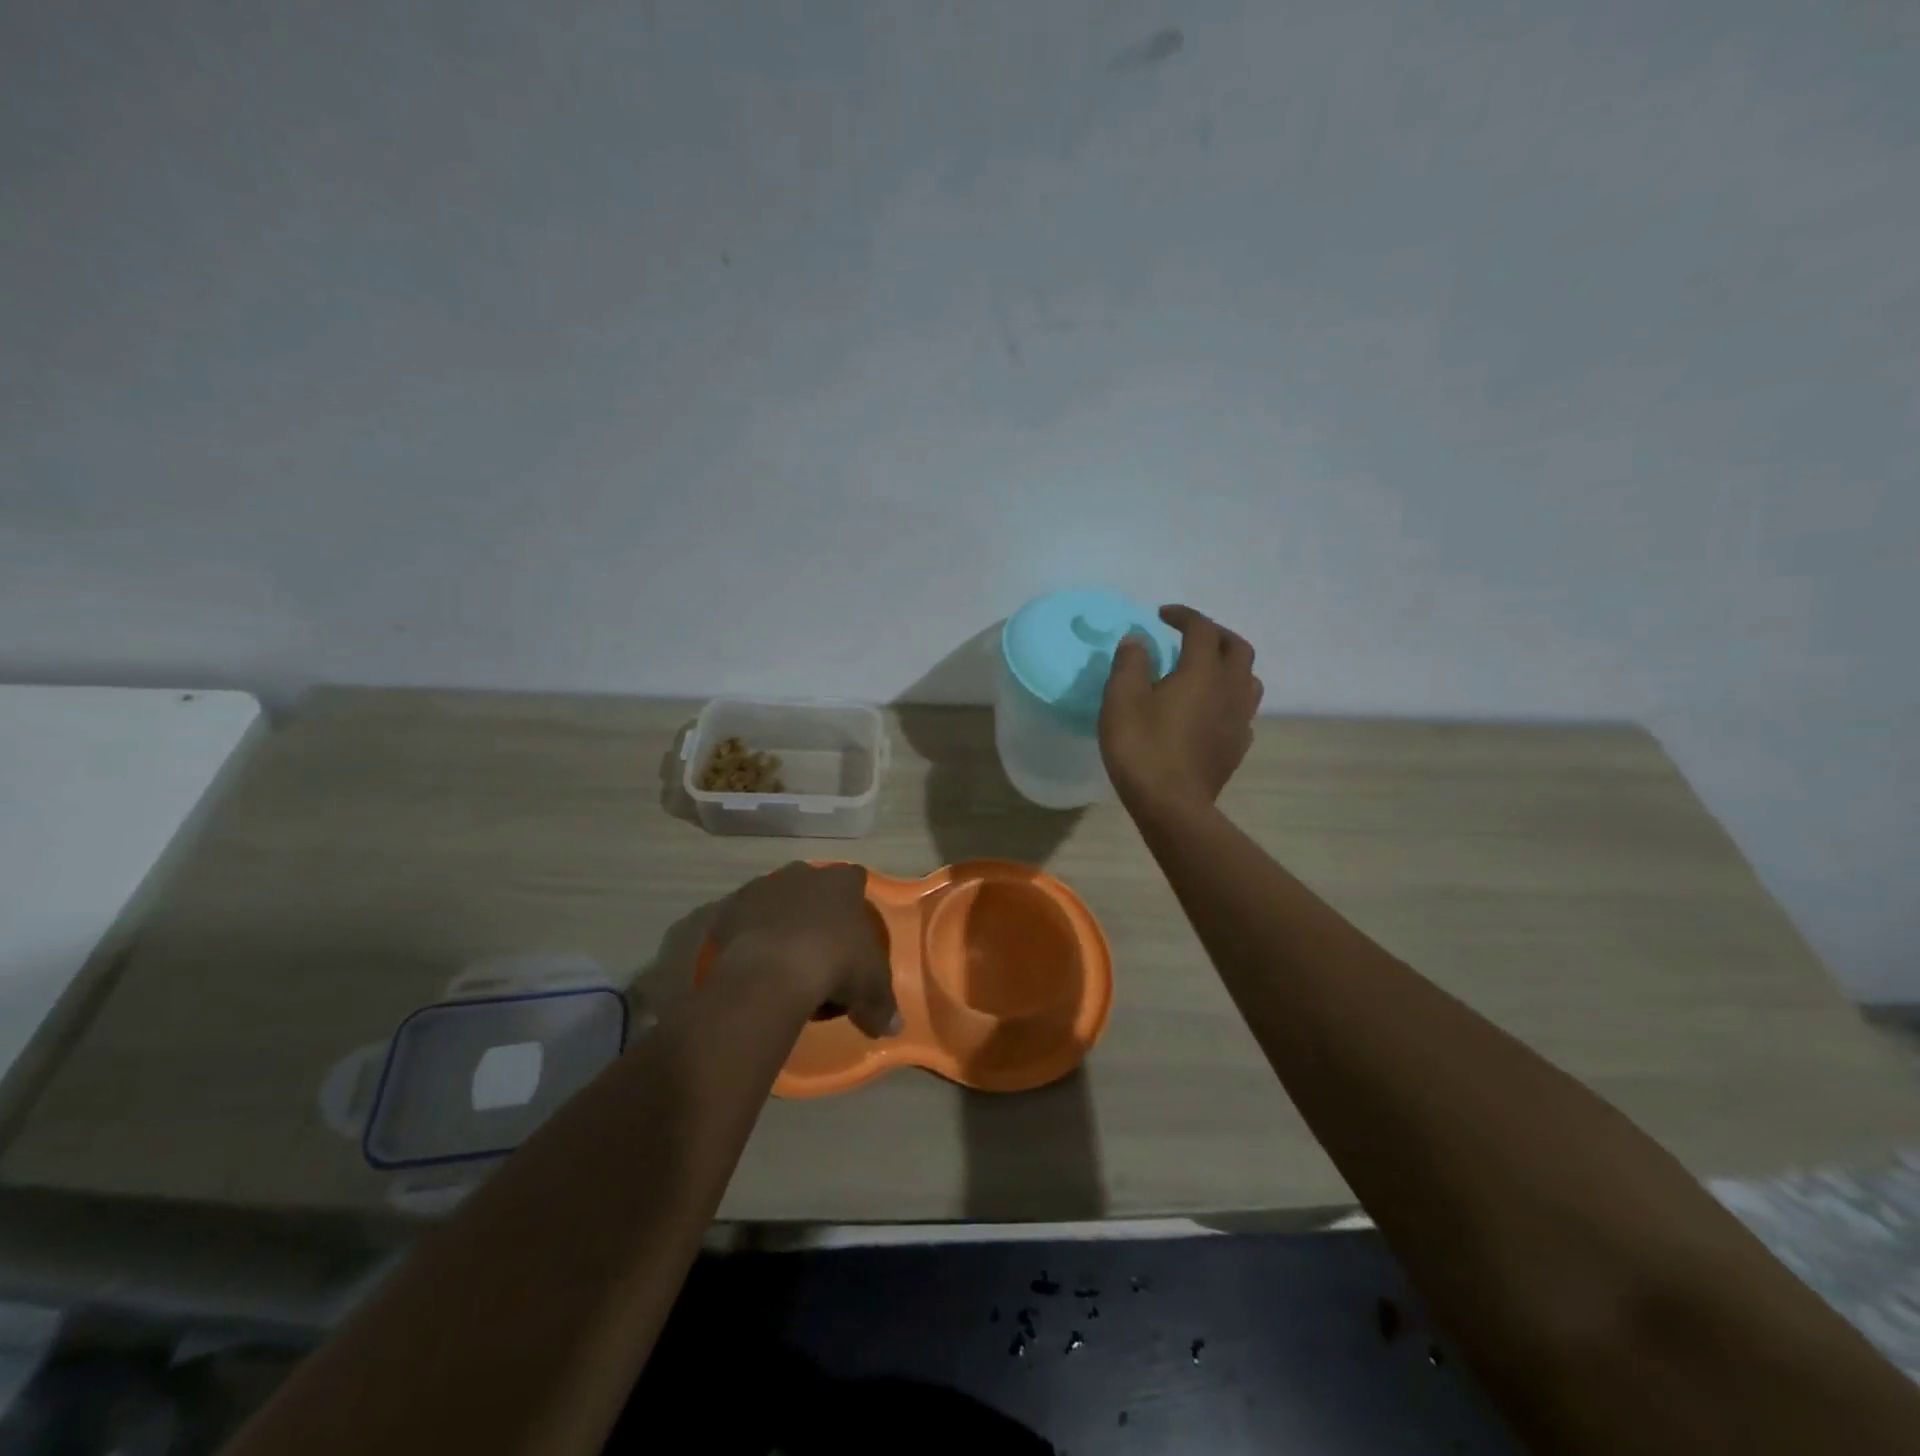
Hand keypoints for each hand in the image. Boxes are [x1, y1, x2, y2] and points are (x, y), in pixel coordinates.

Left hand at [708, 862, 900, 1038]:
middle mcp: (804, 874)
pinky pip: (745, 920)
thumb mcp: (871, 990)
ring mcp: (764, 887)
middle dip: (816, 909)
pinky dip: (750, 935)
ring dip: (781, 920)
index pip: (855, 879)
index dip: (854, 901)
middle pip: (813, 886)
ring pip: (777, 900)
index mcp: (842, 883)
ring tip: (783, 960)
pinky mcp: (731, 907)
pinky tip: (755, 963)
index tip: (853, 929)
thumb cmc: (835, 965)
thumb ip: (883, 1005)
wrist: (771, 971)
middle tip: (820, 947)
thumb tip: (893, 1027)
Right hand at [1100, 605, 1262, 814]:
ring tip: (1205, 669)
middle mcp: (1230, 689)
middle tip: (1190, 636)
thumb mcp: (1121, 700)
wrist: (1172, 805)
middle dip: (1215, 634)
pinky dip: (1229, 697)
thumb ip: (1130, 663)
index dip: (1184, 616)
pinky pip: (1243, 710)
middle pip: (1237, 648)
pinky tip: (1210, 709)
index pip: (1202, 629)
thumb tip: (1138, 640)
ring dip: (1230, 665)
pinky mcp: (1238, 746)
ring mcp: (1240, 719)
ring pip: (1248, 679)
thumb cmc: (1142, 748)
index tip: (1162, 615)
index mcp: (1202, 672)